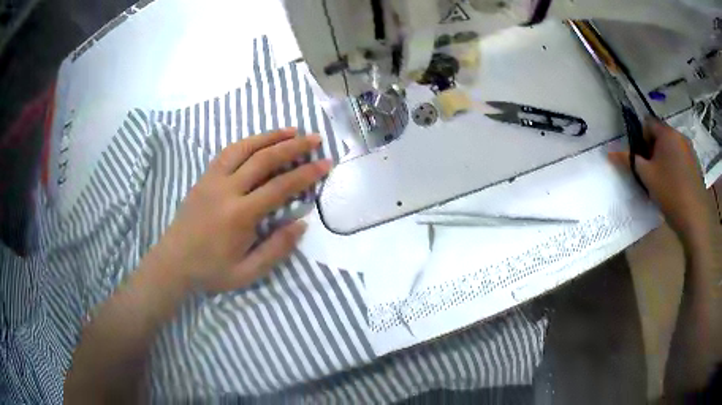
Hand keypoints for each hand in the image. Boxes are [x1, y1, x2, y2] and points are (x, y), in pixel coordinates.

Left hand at [152, 128, 330, 292]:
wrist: (173, 262)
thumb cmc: (210, 271)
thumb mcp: (247, 273)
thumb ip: (276, 249)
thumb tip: (301, 223)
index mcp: (240, 215)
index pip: (280, 186)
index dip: (306, 173)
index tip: (325, 163)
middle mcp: (227, 190)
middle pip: (264, 159)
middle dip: (293, 147)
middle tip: (315, 139)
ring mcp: (212, 180)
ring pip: (245, 148)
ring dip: (270, 137)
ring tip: (292, 131)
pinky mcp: (203, 177)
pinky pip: (228, 152)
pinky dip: (247, 142)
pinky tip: (260, 140)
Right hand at [609, 118, 711, 249]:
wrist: (695, 217)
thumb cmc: (670, 192)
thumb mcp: (646, 177)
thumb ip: (629, 161)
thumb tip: (609, 152)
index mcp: (666, 133)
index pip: (647, 123)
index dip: (640, 139)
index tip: (641, 159)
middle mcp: (679, 135)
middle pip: (660, 135)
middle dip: (653, 150)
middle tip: (651, 173)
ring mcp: (689, 149)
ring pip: (671, 147)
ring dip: (664, 158)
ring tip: (663, 182)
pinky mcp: (695, 163)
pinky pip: (681, 157)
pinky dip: (675, 166)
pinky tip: (675, 186)